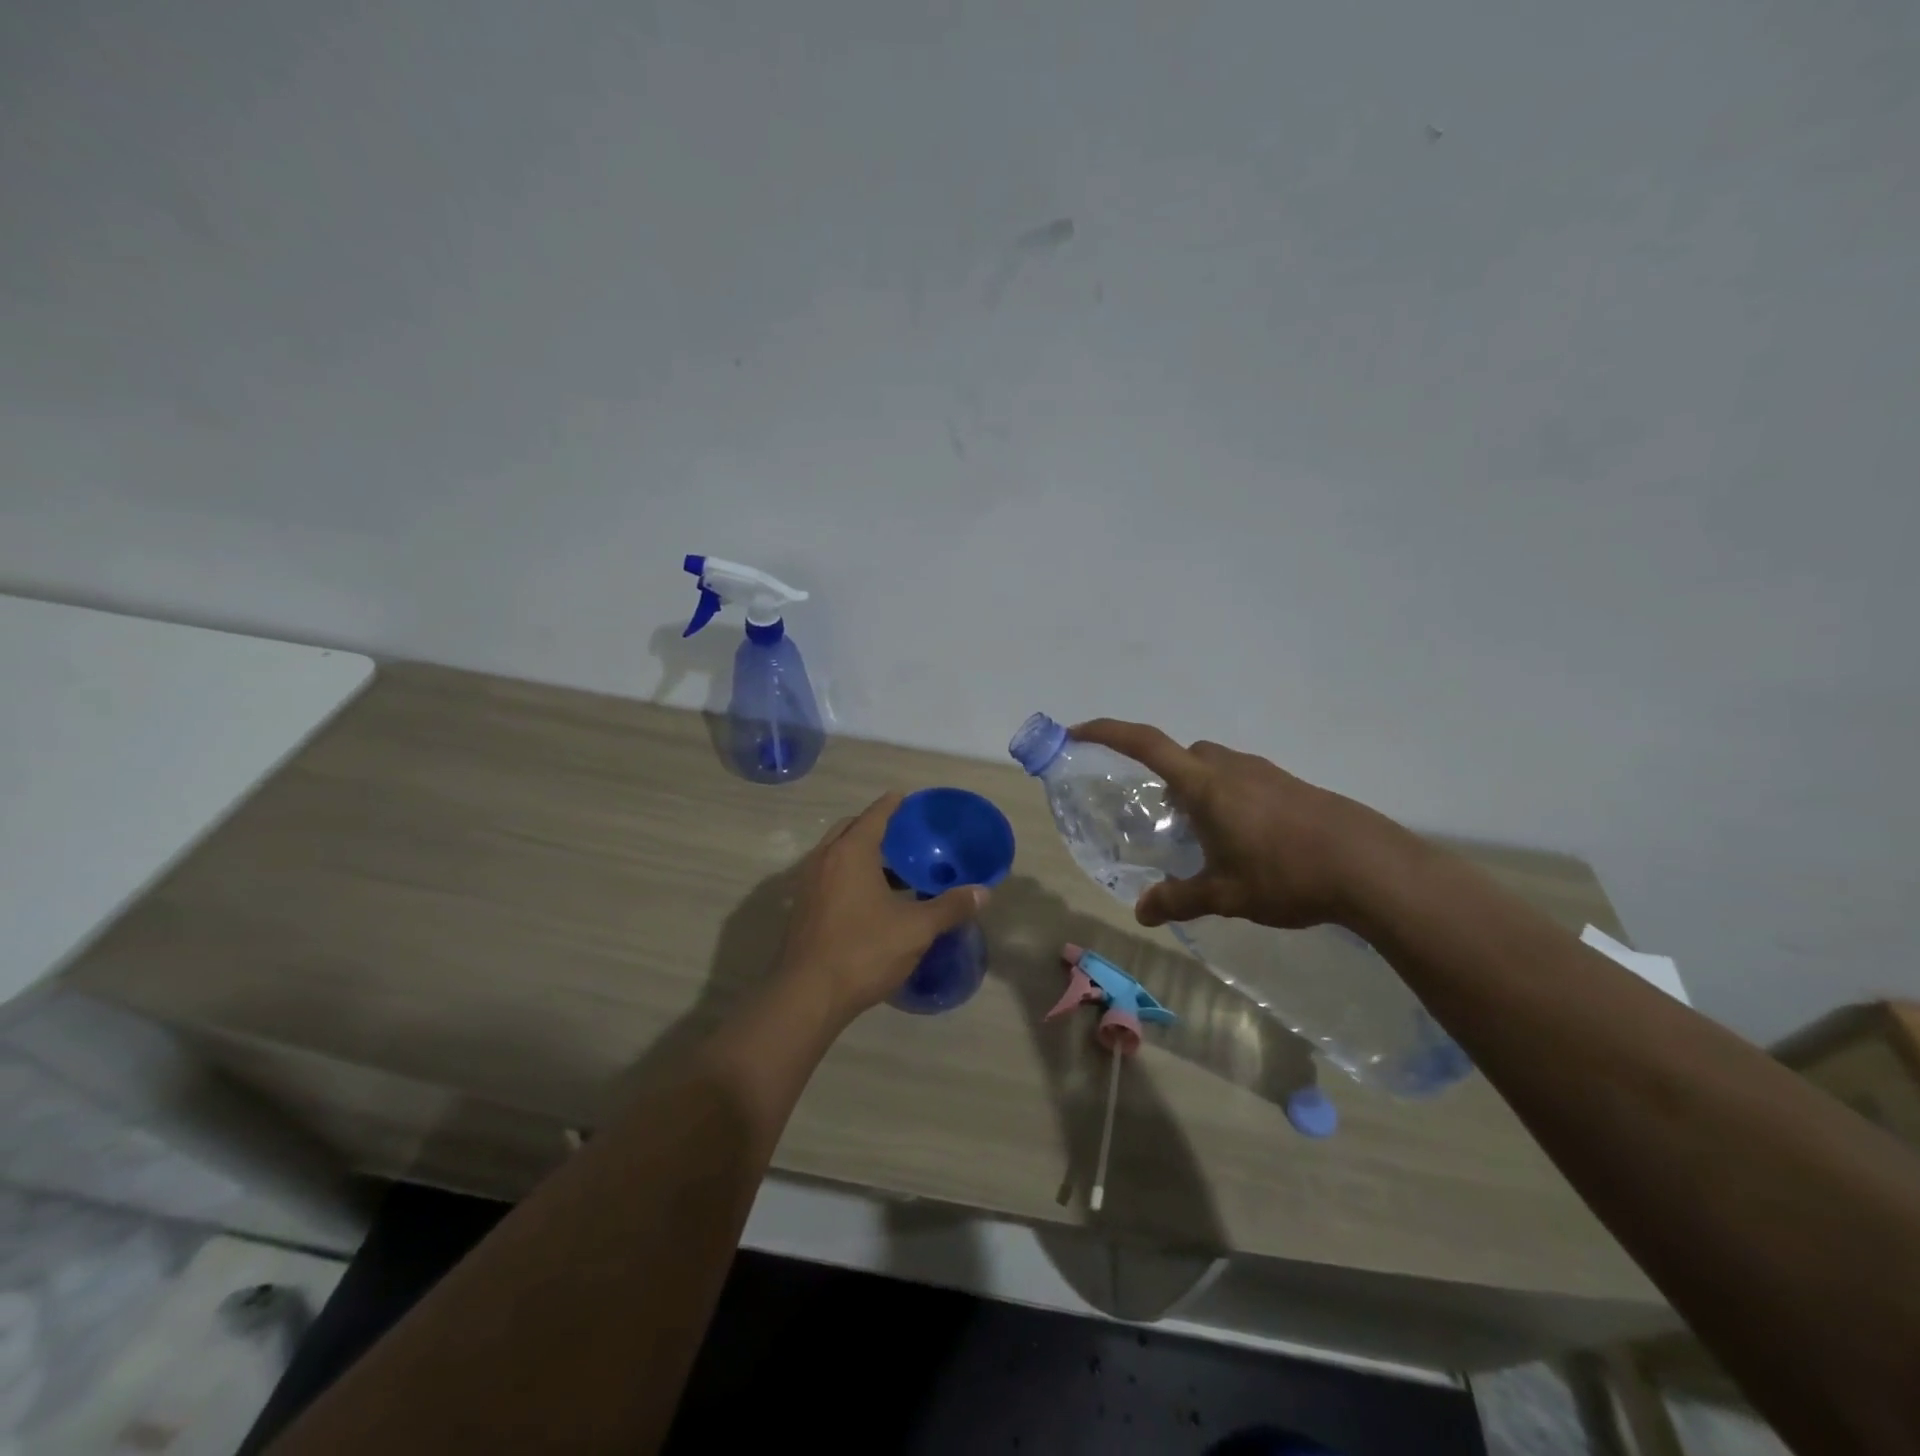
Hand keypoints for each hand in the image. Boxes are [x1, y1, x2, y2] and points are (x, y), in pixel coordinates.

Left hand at [776, 792, 988, 1024]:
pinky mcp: (802, 908)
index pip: (874, 816)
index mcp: (851, 853)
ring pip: (836, 854)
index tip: (906, 798)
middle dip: (874, 827)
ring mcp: (808, 884)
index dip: (892, 805)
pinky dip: (848, 875)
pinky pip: (828, 876)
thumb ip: (950, 907)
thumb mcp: (916, 929)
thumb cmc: (863, 951)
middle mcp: (825, 860)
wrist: (807, 996)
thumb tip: (983, 892)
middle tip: (903, 837)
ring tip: (892, 871)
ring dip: (860, 853)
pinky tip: (870, 901)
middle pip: (850, 829)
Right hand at [1070, 720, 1410, 931]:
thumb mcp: (1224, 895)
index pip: (1144, 744)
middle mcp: (1229, 767)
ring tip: (1203, 836)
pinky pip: (1242, 780)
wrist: (1369, 866)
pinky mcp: (1290, 785)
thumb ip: (1178, 900)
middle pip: (1182, 755)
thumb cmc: (1285, 873)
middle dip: (1162, 775)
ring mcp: (1264, 772)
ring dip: (1198, 789)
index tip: (1077, 732)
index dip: (1106, 732)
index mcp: (1204, 784)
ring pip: (1214, 767)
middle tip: (1159, 817)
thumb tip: (1140, 913)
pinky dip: (1228, 799)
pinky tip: (1244, 841)